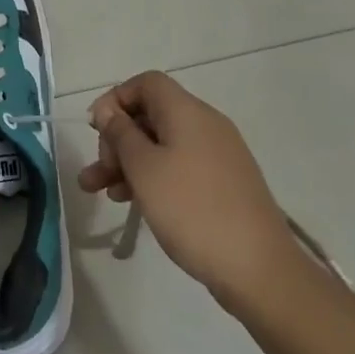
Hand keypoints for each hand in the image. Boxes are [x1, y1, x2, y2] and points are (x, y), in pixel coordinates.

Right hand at [79, 70, 299, 311]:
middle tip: (97, 170)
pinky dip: (152, 177)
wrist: (259, 270)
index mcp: (188, 112)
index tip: (95, 129)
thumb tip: (108, 110)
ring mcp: (218, 156)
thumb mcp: (143, 167)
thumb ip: (120, 132)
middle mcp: (206, 125)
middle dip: (117, 139)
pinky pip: (178, 167)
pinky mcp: (223, 184)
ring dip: (127, 163)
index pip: (146, 83)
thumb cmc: (191, 209)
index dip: (116, 99)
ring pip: (161, 146)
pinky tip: (132, 202)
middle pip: (151, 115)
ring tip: (99, 192)